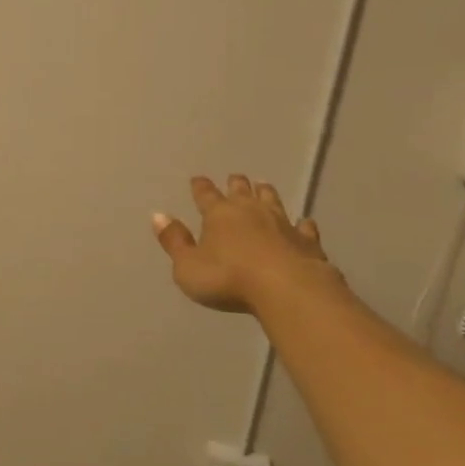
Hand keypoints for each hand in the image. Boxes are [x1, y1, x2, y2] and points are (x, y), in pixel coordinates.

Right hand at [153, 175, 334, 313]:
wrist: (286, 288)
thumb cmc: (228, 278)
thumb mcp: (188, 266)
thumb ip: (174, 241)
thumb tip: (158, 215)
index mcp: (219, 215)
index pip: (206, 196)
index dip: (201, 187)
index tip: (197, 178)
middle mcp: (250, 211)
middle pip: (241, 191)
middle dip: (236, 184)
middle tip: (235, 177)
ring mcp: (282, 223)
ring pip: (272, 201)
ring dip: (266, 193)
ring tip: (263, 185)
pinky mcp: (306, 241)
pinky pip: (303, 227)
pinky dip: (302, 224)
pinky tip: (304, 223)